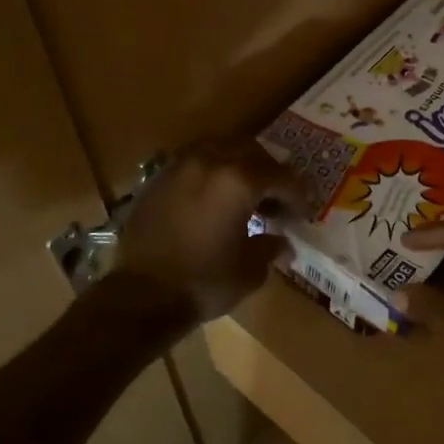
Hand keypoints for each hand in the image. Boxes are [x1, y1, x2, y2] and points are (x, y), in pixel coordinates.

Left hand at [113, 138, 306, 322]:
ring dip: (238, 166)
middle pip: (251, 152)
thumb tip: (282, 243)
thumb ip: (270, 248)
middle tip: (276, 201)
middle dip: (269, 173)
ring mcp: (181, 166)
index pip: (281, 177)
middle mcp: (210, 162)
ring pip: (220, 149)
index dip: (297, 195)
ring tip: (245, 194)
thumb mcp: (249, 270)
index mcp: (239, 180)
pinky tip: (214, 199)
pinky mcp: (159, 178)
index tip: (302, 213)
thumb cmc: (204, 282)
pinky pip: (194, 162)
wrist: (141, 295)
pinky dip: (211, 172)